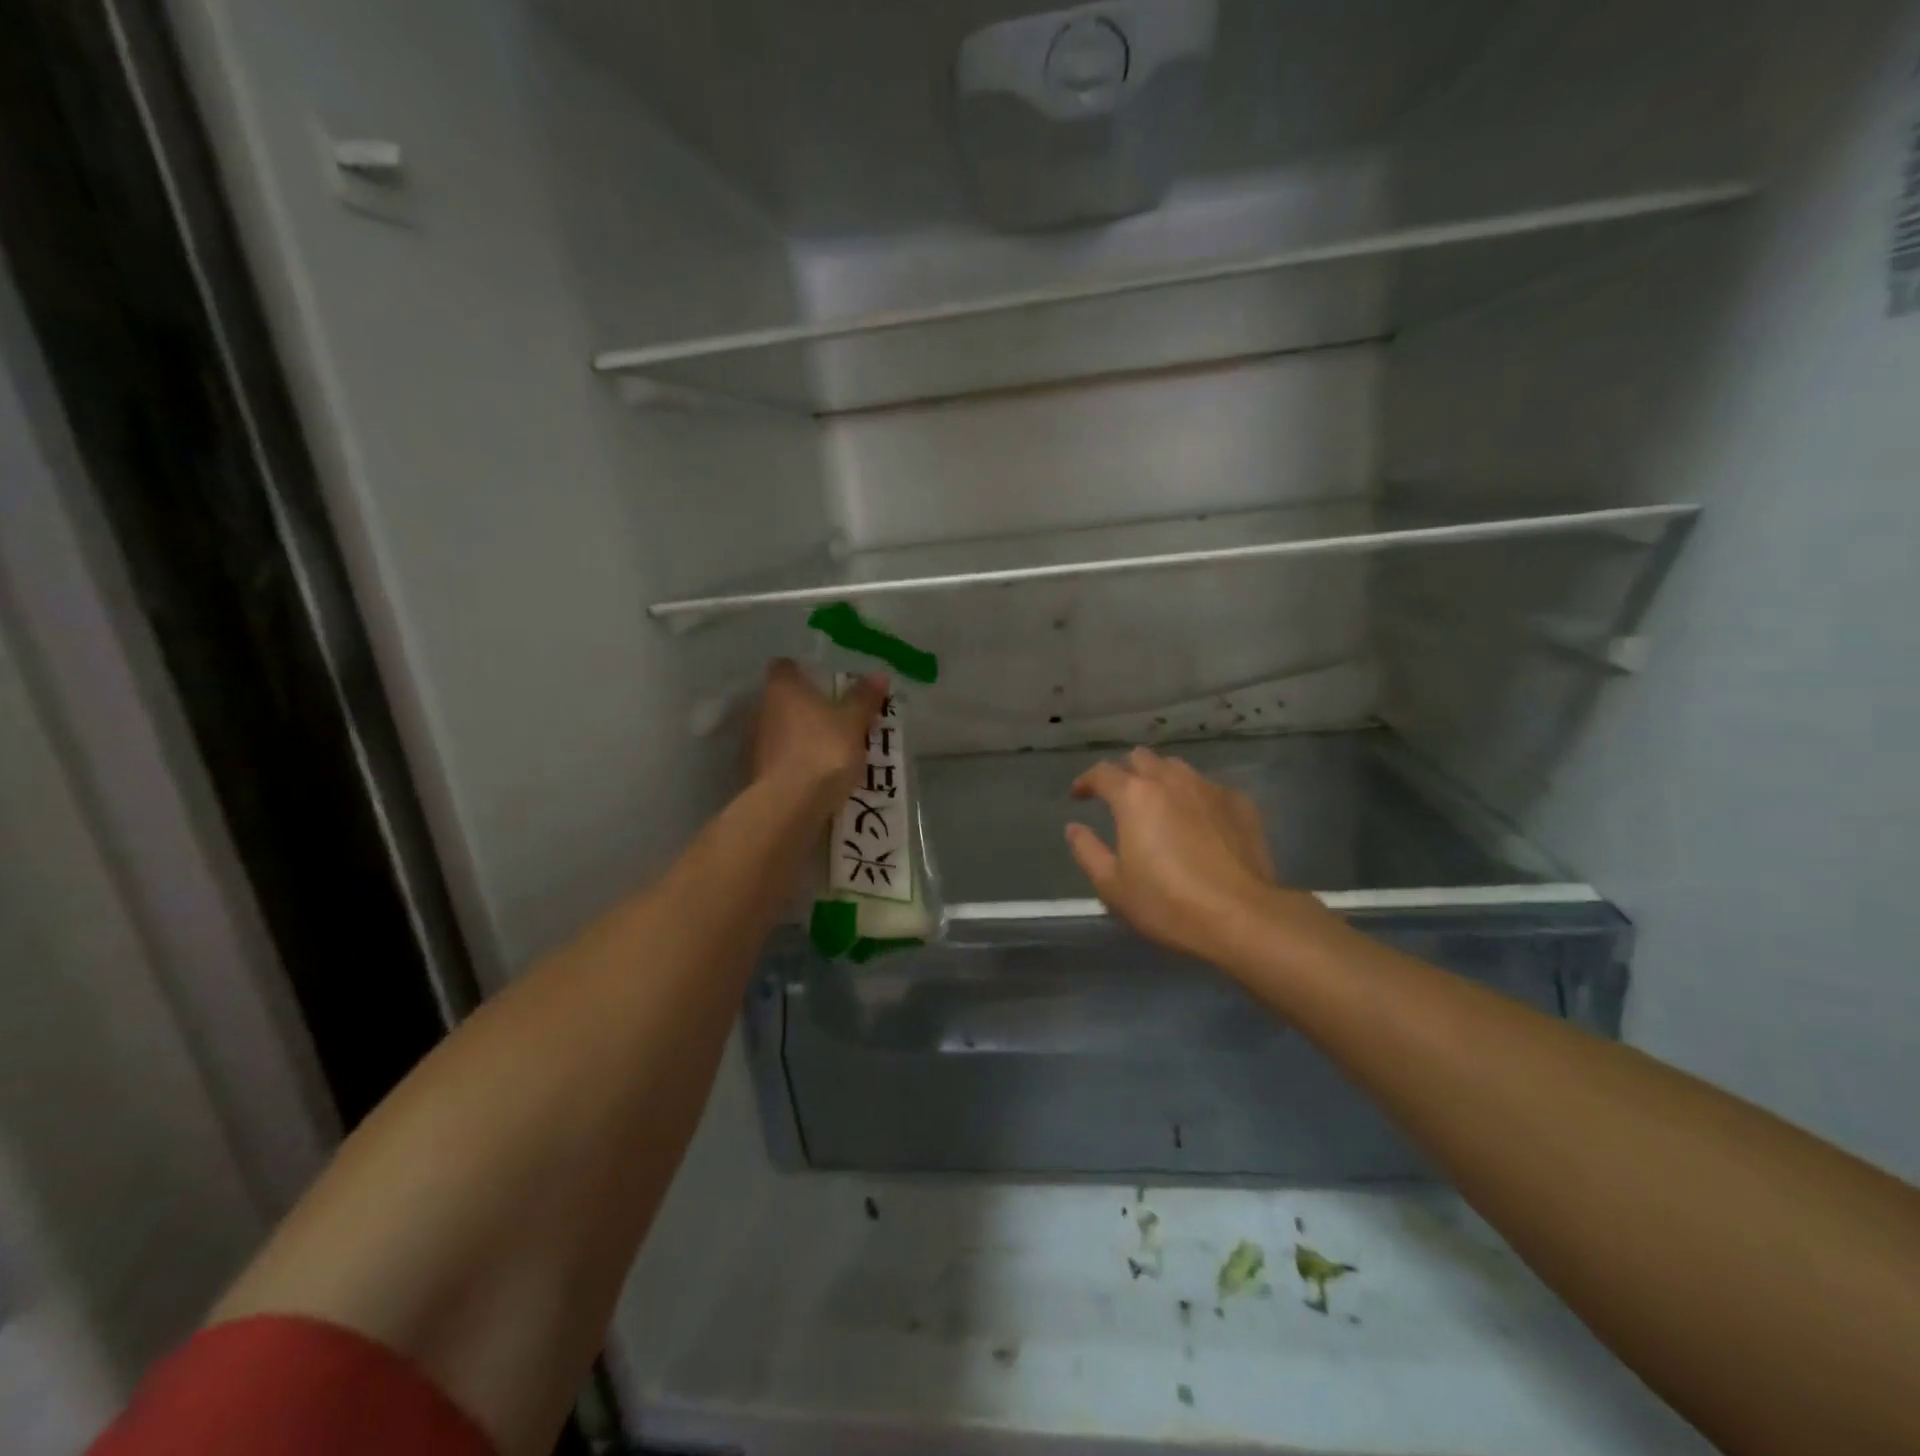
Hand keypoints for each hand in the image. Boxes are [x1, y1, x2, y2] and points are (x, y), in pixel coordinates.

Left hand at [752, 659, 887, 807]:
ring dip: (798, 734)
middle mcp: (762, 708)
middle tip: (833, 715)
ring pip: (779, 728)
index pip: (785, 667)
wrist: (791, 803)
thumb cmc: (824, 749)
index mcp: (784, 688)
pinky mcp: (756, 771)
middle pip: (782, 699)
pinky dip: (793, 759)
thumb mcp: (854, 723)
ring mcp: (756, 741)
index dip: (801, 671)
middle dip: (803, 705)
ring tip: (827, 746)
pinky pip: (779, 756)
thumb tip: (879, 675)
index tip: (821, 681)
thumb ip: (864, 698)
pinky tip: (814, 771)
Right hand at [1066, 747, 1309, 964]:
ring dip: (1160, 779)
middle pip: (1141, 758)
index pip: (1102, 773)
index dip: (1086, 781)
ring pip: (1177, 768)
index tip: (1079, 796)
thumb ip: (1087, 851)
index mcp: (1134, 796)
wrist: (1241, 916)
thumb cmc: (1167, 903)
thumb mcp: (1112, 886)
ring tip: (1158, 805)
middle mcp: (1171, 780)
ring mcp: (1209, 788)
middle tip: (1119, 798)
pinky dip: (1194, 798)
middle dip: (1125, 772)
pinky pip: (1208, 788)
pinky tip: (1197, 822)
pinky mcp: (1240, 803)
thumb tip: (1074, 828)